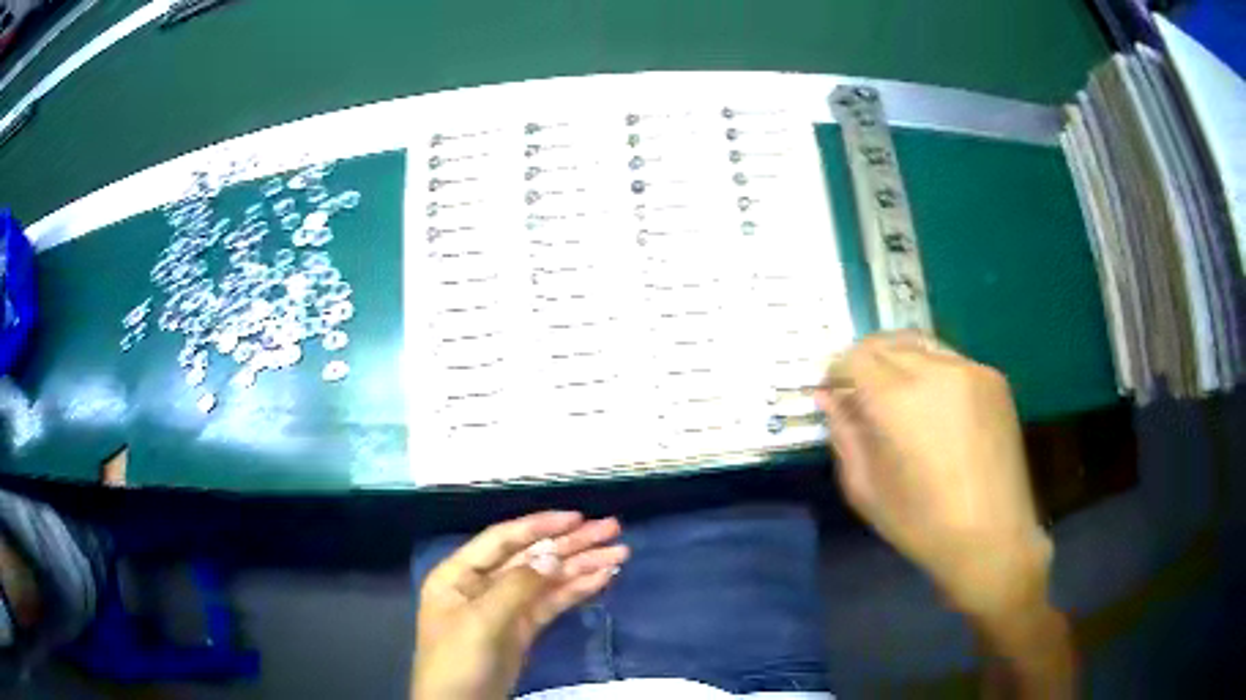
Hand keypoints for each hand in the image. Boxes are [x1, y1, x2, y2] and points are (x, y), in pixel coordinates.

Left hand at [412, 512, 628, 699]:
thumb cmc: (457, 660)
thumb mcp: (481, 622)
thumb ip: (517, 586)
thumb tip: (552, 555)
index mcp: (460, 574)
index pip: (503, 539)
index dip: (540, 526)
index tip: (577, 517)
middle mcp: (483, 584)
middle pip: (531, 556)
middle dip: (570, 543)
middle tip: (612, 529)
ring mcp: (506, 607)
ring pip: (547, 579)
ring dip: (582, 566)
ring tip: (620, 552)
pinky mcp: (523, 629)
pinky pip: (552, 603)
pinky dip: (577, 591)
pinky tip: (603, 578)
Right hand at [816, 332, 1051, 620]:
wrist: (993, 538)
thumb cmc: (922, 525)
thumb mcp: (867, 489)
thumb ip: (845, 435)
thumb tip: (828, 397)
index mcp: (899, 401)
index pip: (856, 357)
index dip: (837, 370)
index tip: (833, 392)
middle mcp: (936, 371)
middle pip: (887, 343)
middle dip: (865, 361)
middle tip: (858, 393)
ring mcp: (971, 370)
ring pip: (920, 345)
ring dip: (898, 362)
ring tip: (895, 397)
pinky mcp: (994, 379)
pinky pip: (950, 360)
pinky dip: (931, 372)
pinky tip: (933, 407)